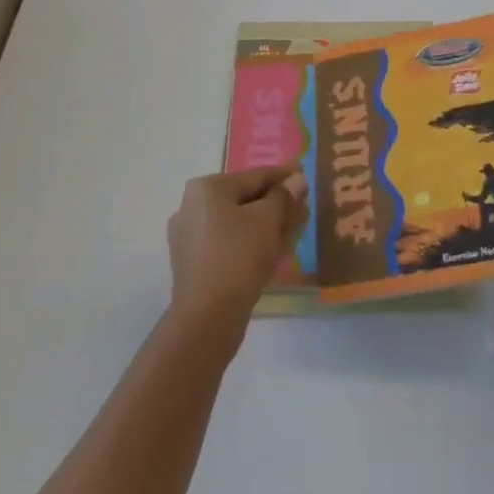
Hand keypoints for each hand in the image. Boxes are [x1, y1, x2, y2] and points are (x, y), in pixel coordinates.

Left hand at [168, 164, 309, 324]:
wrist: (207, 319)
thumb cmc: (239, 257)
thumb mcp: (268, 220)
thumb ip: (284, 196)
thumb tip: (297, 179)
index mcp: (206, 188)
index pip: (254, 176)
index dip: (283, 175)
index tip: (304, 173)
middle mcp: (192, 206)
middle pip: (244, 199)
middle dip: (275, 203)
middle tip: (302, 206)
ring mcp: (189, 237)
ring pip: (237, 222)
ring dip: (265, 224)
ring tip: (292, 229)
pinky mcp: (193, 264)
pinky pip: (228, 242)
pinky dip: (249, 242)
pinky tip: (272, 250)